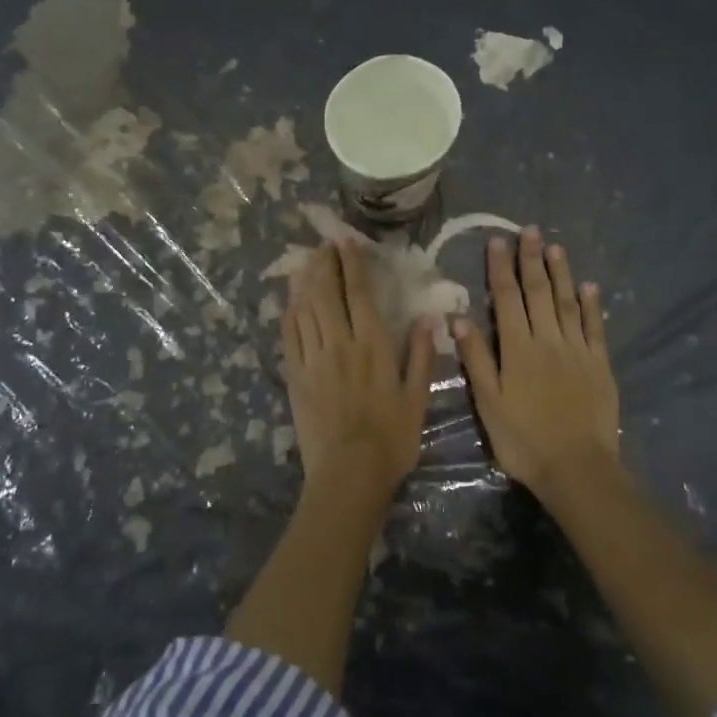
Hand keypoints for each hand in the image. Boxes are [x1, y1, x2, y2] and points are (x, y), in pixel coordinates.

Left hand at [281, 240, 435, 505]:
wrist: (349, 473)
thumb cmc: (391, 438)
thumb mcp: (417, 398)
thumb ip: (420, 356)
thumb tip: (426, 319)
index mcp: (373, 346)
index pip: (360, 294)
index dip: (352, 265)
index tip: (347, 243)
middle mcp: (340, 343)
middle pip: (327, 294)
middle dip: (324, 265)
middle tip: (323, 245)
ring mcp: (313, 359)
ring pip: (305, 309)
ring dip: (305, 282)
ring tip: (306, 262)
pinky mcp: (295, 376)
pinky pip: (289, 336)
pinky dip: (289, 313)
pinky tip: (290, 301)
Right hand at [453, 228, 619, 505]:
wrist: (576, 468)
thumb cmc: (523, 440)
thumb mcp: (488, 403)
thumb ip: (476, 359)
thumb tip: (459, 319)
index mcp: (517, 349)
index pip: (506, 299)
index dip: (500, 269)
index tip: (498, 241)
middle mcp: (548, 341)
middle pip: (539, 293)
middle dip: (532, 260)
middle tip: (529, 230)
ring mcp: (578, 351)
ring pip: (567, 303)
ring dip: (561, 273)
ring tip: (555, 247)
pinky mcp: (600, 365)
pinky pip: (595, 328)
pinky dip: (591, 305)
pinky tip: (589, 287)